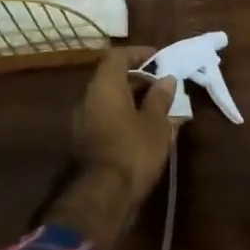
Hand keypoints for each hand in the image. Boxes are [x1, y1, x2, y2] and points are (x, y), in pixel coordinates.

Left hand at [69, 46, 176, 206]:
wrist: (103, 197)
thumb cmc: (133, 150)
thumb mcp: (156, 123)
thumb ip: (160, 98)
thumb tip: (166, 80)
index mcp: (104, 87)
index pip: (117, 56)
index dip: (139, 53)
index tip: (160, 58)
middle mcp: (88, 100)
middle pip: (113, 79)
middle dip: (140, 80)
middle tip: (165, 87)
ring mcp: (83, 124)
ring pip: (110, 102)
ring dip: (134, 102)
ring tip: (161, 110)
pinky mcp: (85, 144)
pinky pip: (108, 121)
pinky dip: (126, 119)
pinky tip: (146, 132)